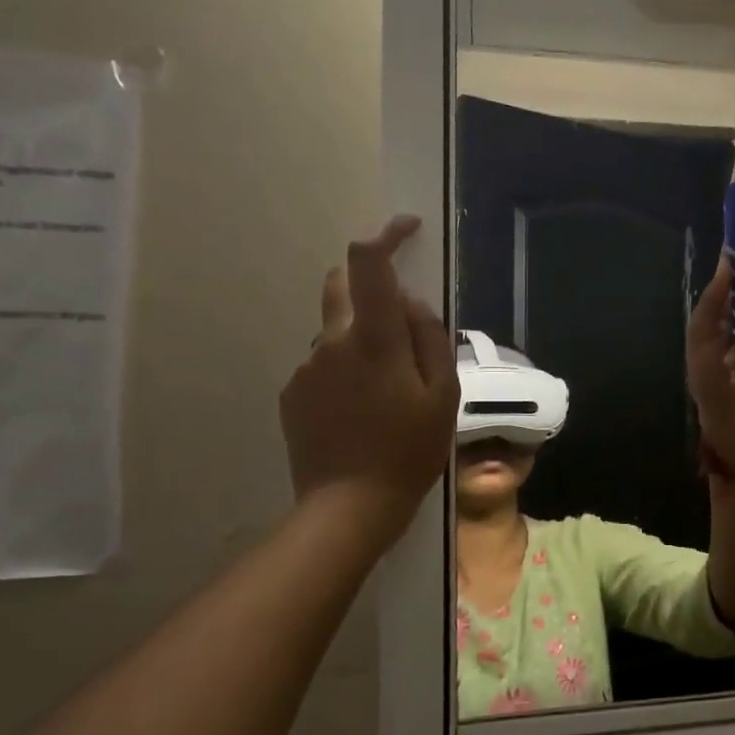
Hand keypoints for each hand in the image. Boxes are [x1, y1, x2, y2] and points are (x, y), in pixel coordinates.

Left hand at [280, 216, 457, 552]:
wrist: (349, 507)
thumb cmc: (409, 451)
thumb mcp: (443, 396)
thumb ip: (429, 339)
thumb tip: (410, 303)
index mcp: (374, 340)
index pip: (369, 264)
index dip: (386, 235)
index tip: (407, 228)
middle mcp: (332, 342)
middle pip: (340, 285)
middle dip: (368, 284)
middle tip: (400, 325)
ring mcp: (306, 368)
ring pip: (336, 332)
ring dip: (361, 340)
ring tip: (387, 392)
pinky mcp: (292, 393)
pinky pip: (323, 365)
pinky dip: (345, 371)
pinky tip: (362, 412)